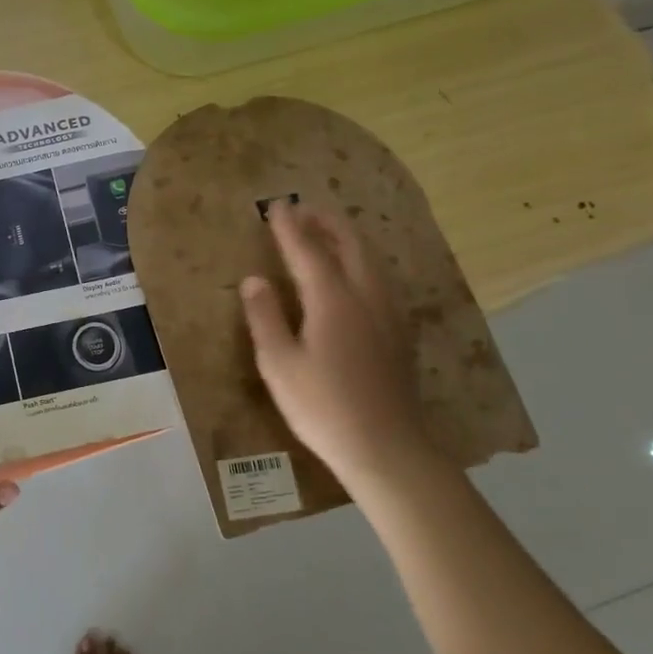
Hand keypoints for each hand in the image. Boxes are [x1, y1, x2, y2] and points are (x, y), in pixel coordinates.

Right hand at [239, 201, 439, 491]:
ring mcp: (388, 315)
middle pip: (350, 245)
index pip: (308, 251)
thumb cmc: (323, 407)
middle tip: (303, 210)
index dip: (290, 227)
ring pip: (370, 261)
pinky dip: (360, 261)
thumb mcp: (279, 365)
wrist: (387, 449)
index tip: (276, 205)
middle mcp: (366, 297)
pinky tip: (353, 276)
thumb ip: (265, 318)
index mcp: (333, 300)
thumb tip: (254, 279)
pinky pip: (379, 279)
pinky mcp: (398, 333)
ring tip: (326, 233)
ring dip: (346, 239)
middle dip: (326, 222)